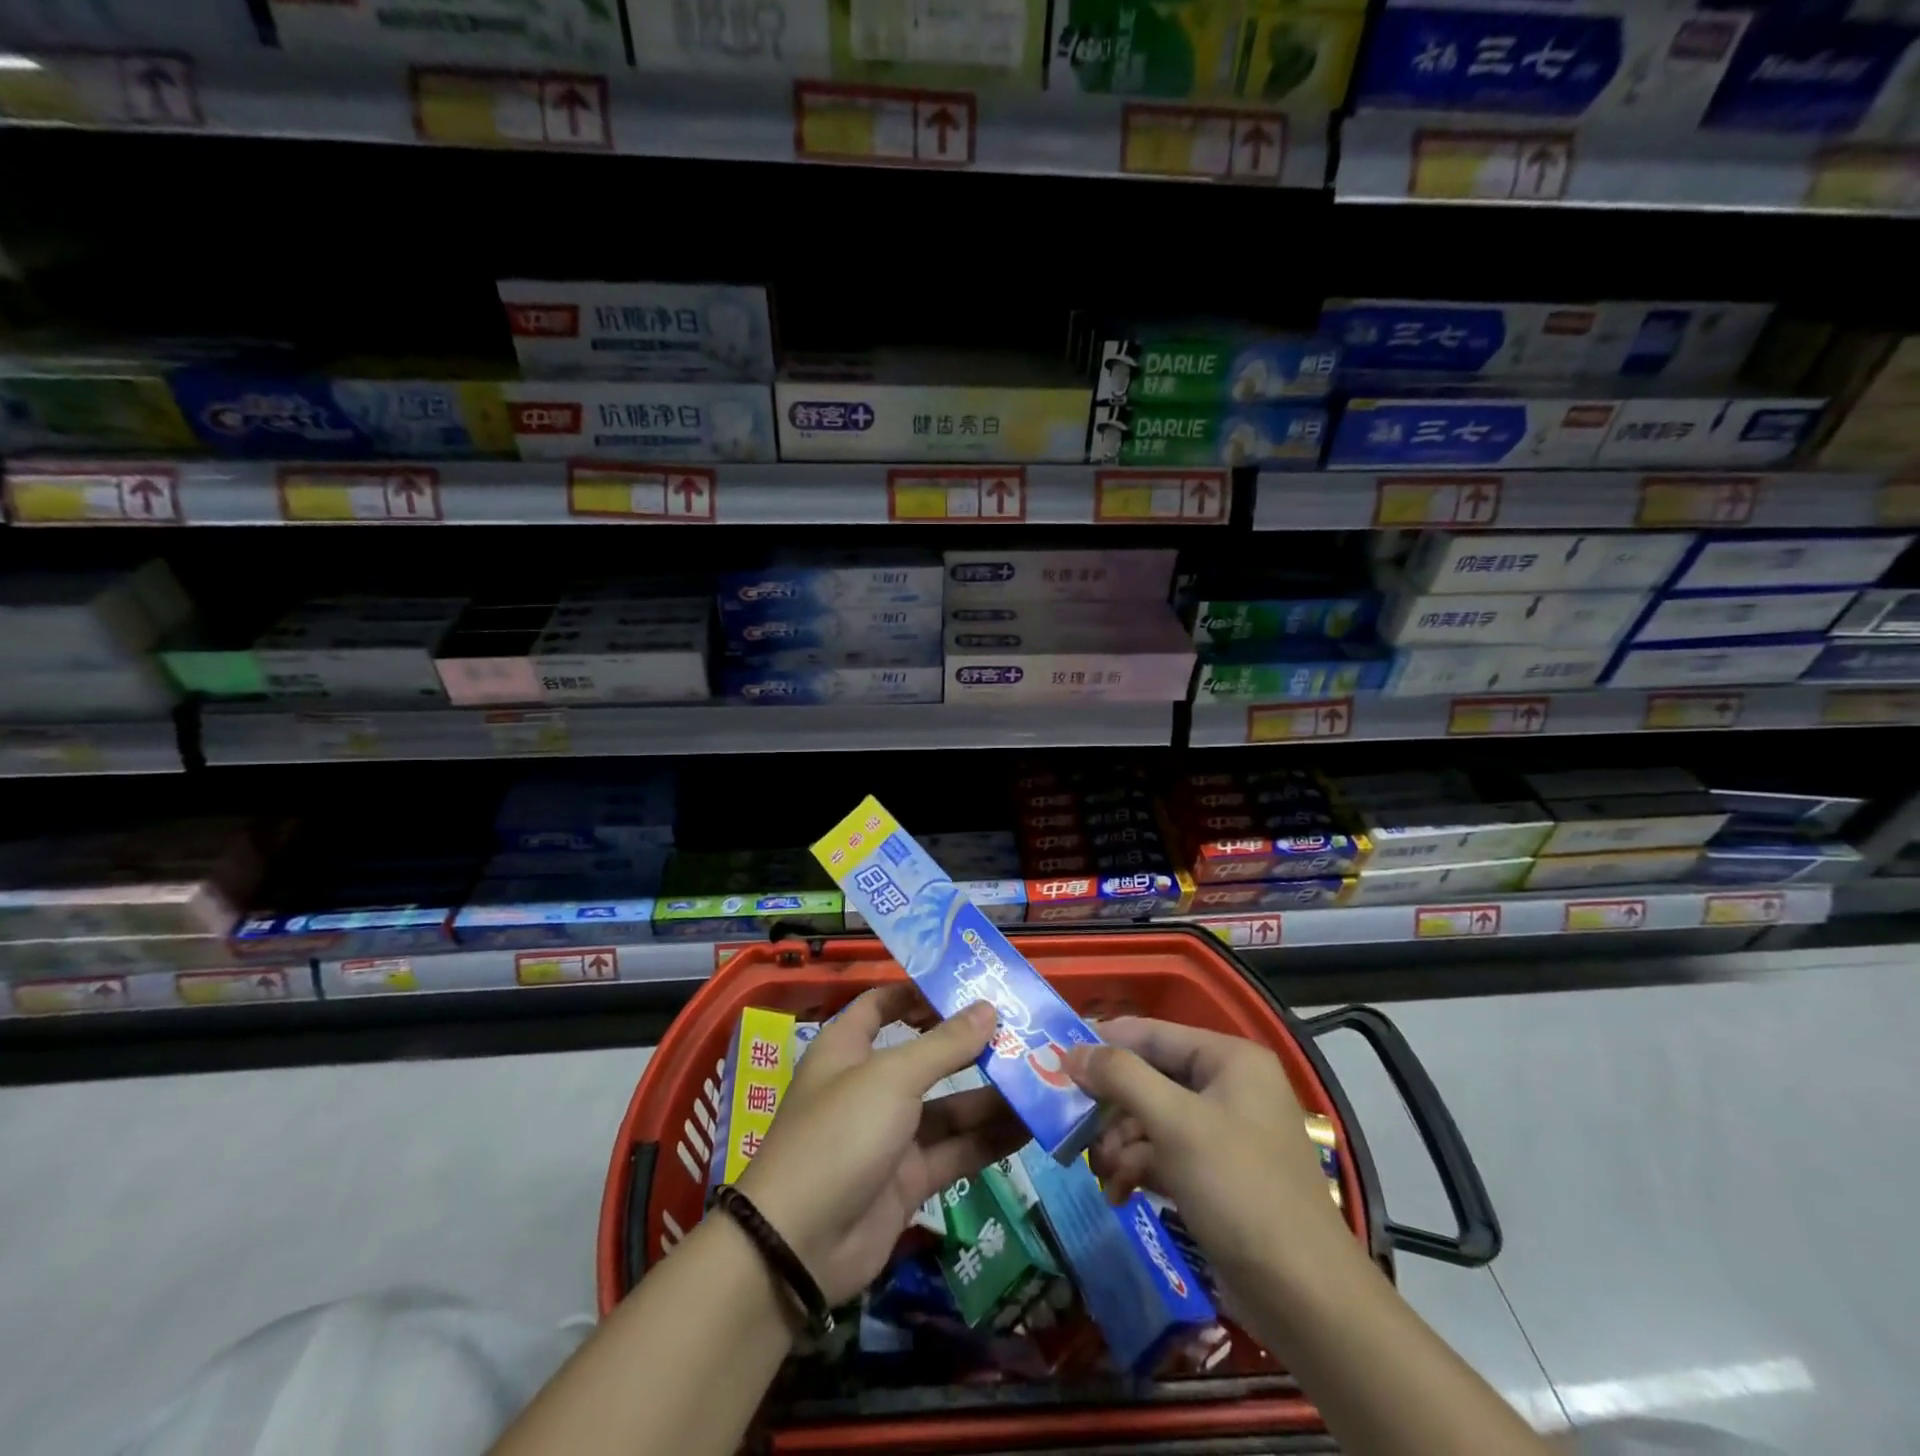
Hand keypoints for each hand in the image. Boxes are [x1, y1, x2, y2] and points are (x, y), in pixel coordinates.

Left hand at [734, 985, 1026, 1305]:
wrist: (800, 1245)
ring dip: (990, 1095)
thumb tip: (988, 1008)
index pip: (883, 1004)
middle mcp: (870, 1085)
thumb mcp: (892, 1078)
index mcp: (849, 1047)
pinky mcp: (909, 1178)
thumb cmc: (840, 1133)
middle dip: (971, 1045)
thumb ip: (944, 1045)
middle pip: (926, 1055)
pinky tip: (1031, 1126)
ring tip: (1042, 1077)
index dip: (920, 992)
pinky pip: (956, 1150)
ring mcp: (891, 1134)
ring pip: (948, 1106)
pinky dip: (989, 1139)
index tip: (967, 986)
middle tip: (1024, 1031)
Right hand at [1064, 1017, 1347, 1275]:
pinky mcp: (1219, 1174)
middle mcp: (1229, 1086)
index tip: (1057, 1060)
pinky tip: (1119, 1193)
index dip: (1104, 1043)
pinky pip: (1166, 1153)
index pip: (1152, 1033)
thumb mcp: (1175, 1124)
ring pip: (1153, 1119)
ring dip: (1121, 1144)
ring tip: (1102, 1174)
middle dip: (1112, 1108)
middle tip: (1075, 1130)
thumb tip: (1072, 1051)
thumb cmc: (1240, 1190)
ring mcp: (1225, 1132)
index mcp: (1229, 1059)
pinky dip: (1140, 1168)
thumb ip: (1121, 1077)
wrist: (1306, 1298)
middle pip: (1150, 1077)